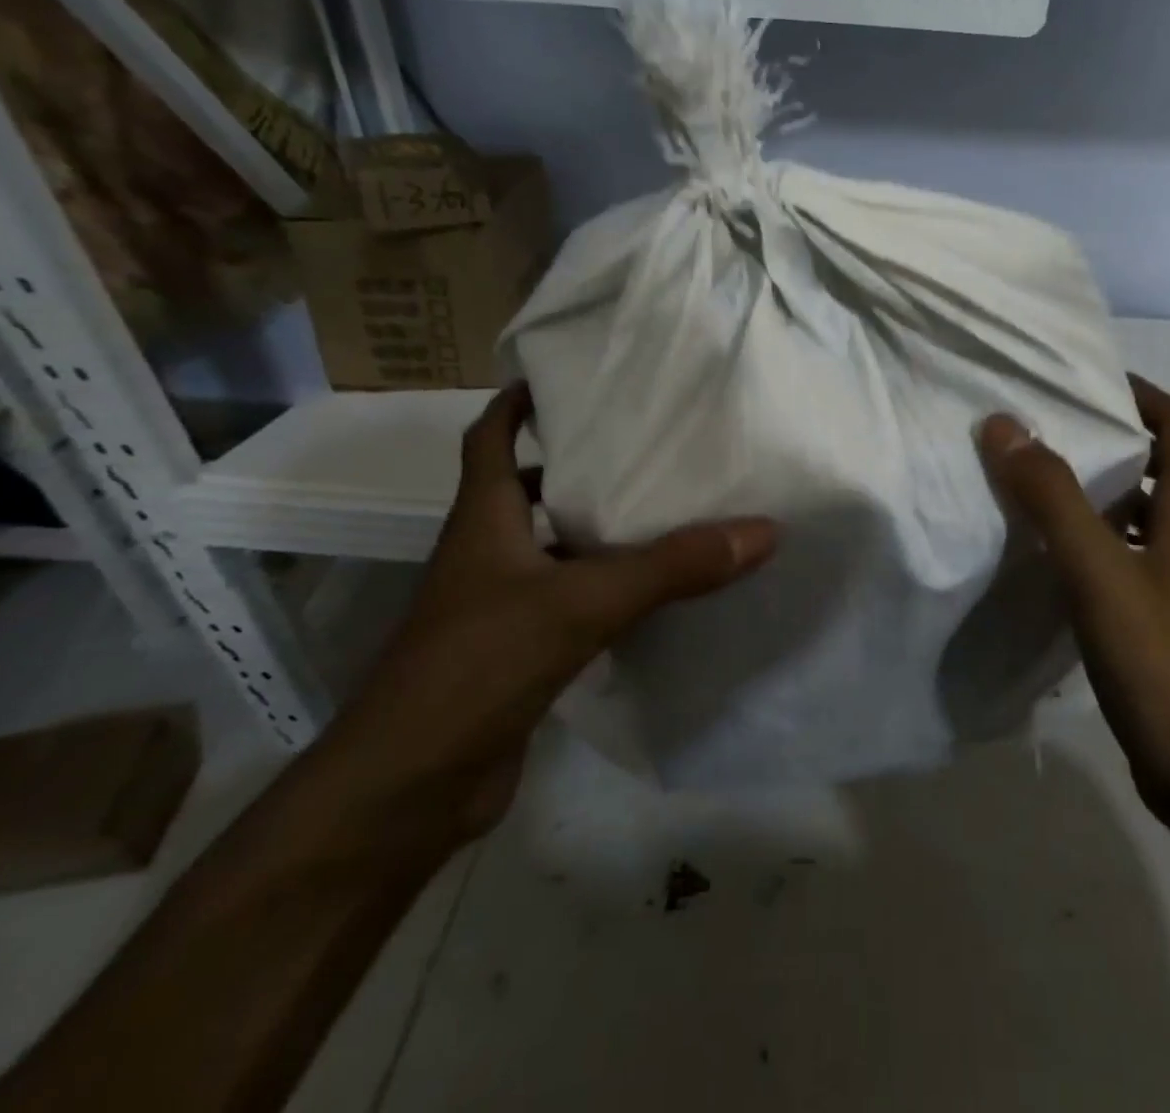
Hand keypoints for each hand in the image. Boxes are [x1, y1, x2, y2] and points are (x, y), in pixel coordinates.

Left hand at [335, 384, 777, 839]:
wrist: (408, 791)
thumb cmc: (477, 668)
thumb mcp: (581, 603)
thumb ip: (671, 567)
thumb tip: (761, 531)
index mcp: (483, 520)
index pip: (489, 438)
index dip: (517, 403)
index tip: (566, 378)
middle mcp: (487, 554)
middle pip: (528, 489)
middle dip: (578, 463)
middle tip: (644, 443)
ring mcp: (499, 607)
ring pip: (555, 548)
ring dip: (598, 528)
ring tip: (665, 507)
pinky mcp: (519, 654)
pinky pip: (571, 601)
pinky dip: (608, 588)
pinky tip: (656, 591)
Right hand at [977, 376, 1169, 825]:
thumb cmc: (1160, 658)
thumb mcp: (1096, 569)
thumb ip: (1050, 496)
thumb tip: (1005, 426)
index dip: (1145, 396)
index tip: (1092, 386)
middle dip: (1135, 440)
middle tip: (1075, 434)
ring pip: (1164, 513)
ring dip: (1122, 490)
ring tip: (1058, 486)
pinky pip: (1147, 554)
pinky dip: (1114, 538)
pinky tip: (1067, 557)